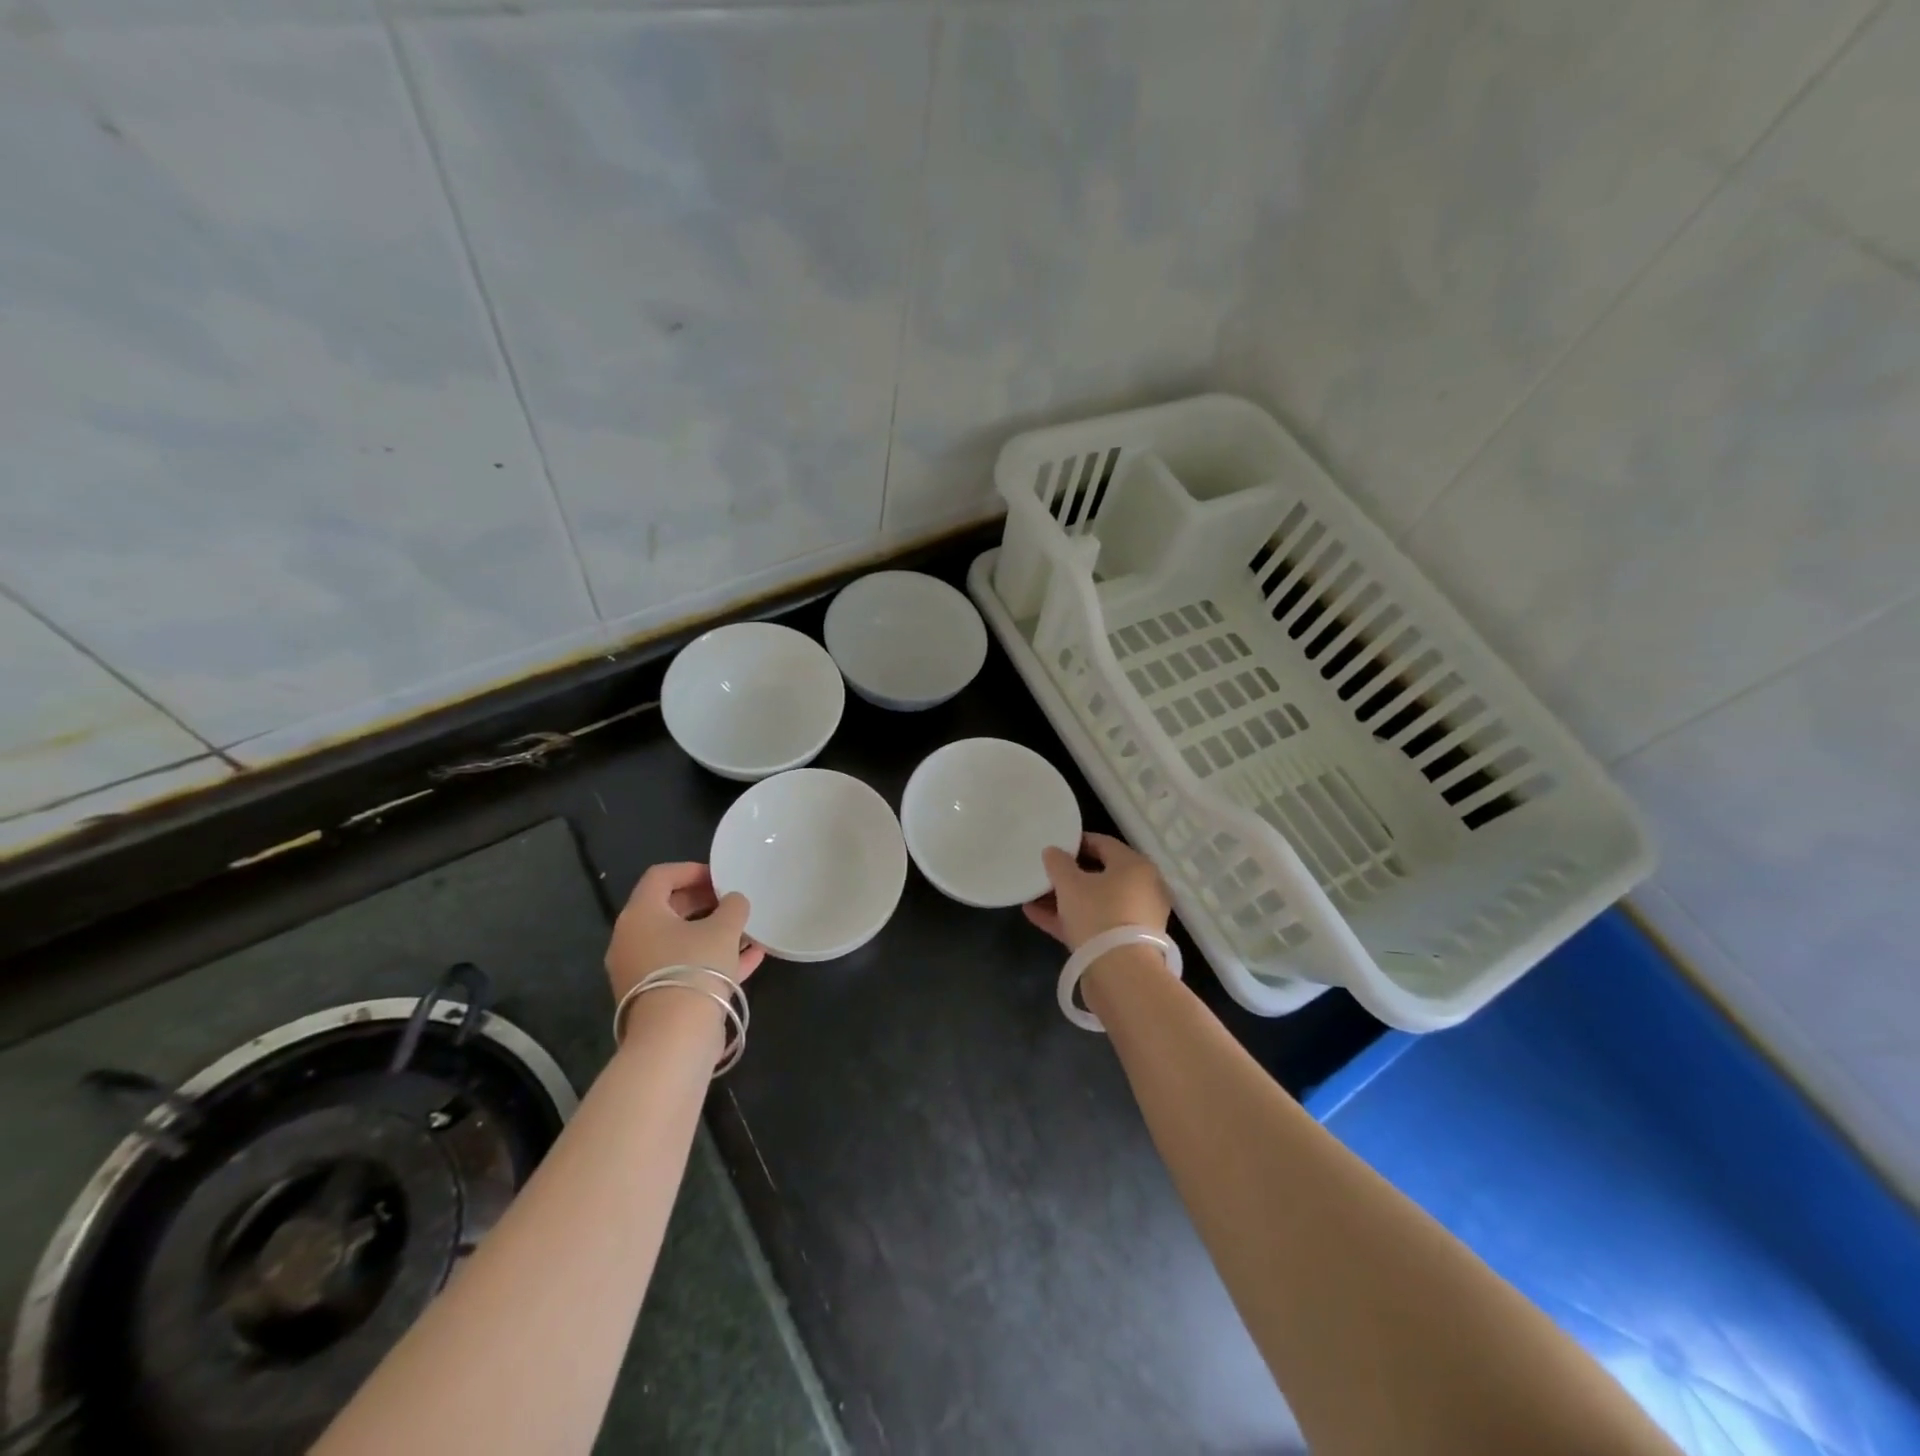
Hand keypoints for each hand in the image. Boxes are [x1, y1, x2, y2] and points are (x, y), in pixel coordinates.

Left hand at [605, 862, 764, 1000]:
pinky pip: (685, 967)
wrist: (674, 1039)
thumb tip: (734, 901)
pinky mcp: (656, 997)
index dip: (692, 870)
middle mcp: (632, 940)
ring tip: (746, 929)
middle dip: (704, 901)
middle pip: (668, 909)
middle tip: (733, 901)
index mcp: (640, 914)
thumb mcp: (724, 929)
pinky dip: (712, 959)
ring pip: (679, 941)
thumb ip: (733, 906)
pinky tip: (751, 957)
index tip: (722, 877)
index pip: (660, 876)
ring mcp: (641, 971)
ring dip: (711, 932)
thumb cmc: (695, 968)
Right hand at [1023, 832, 1171, 950]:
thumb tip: (1053, 851)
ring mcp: (1135, 918)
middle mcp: (1142, 888)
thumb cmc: (1098, 915)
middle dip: (1067, 875)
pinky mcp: (1125, 943)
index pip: (1103, 843)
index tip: (1053, 847)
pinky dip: (1069, 919)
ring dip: (1064, 899)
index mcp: (1135, 866)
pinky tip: (1036, 916)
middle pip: (1099, 875)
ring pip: (1095, 902)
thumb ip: (1058, 863)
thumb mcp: (1070, 884)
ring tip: (1033, 897)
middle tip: (1043, 874)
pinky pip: (1094, 923)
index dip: (1075, 843)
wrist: (1121, 974)